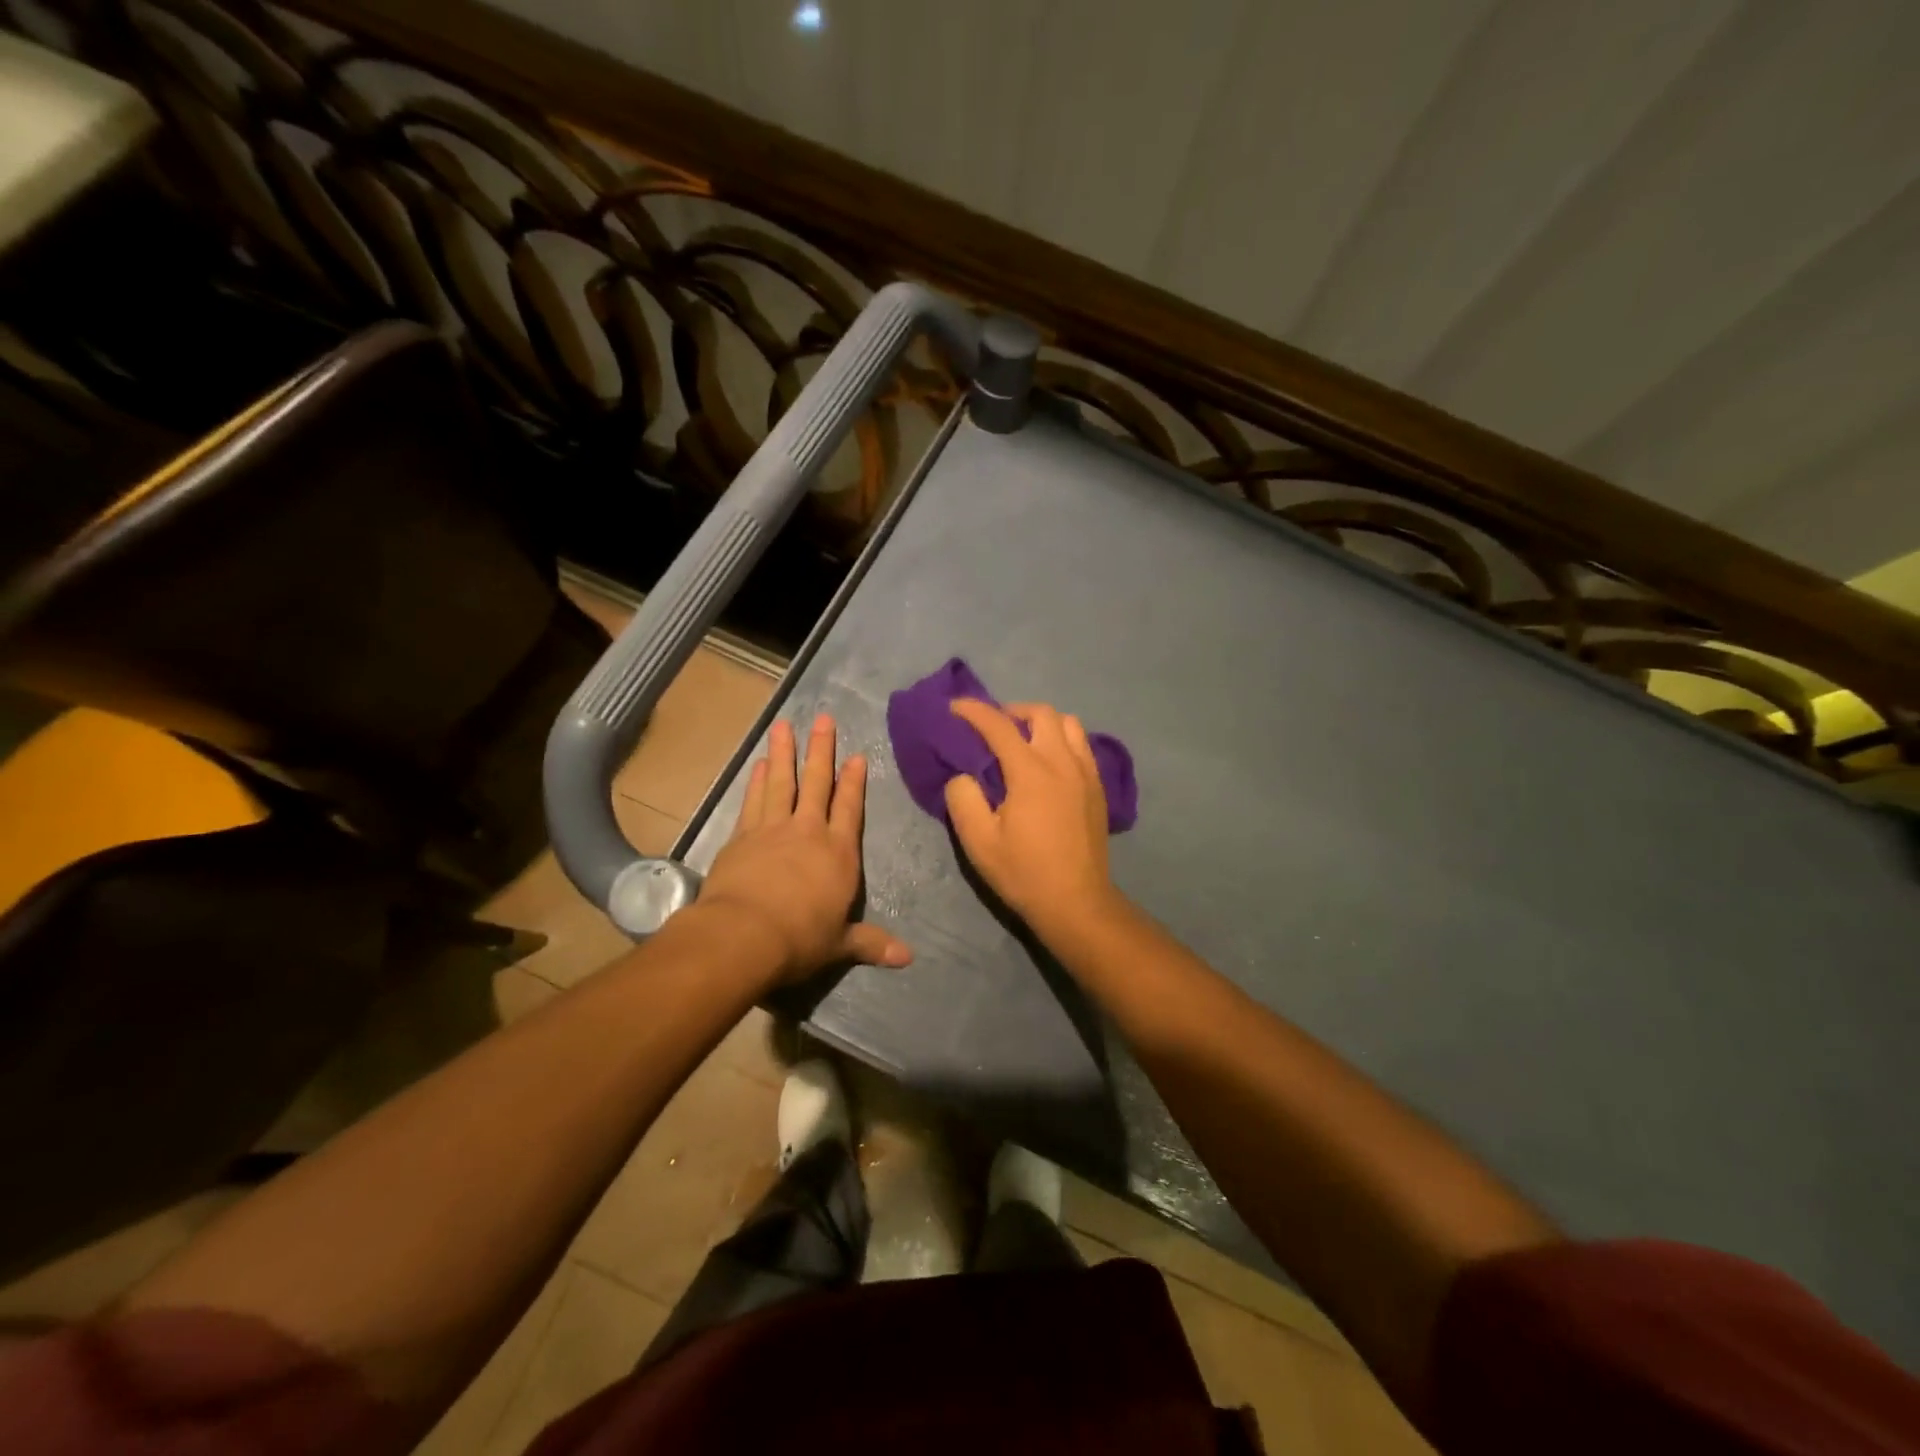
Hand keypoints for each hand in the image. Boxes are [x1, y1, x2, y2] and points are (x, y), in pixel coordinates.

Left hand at [698, 714, 912, 985]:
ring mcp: (773, 830)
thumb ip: (871, 944)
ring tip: (784, 726)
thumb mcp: (840, 944)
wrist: (745, 935)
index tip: (856, 756)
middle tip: (822, 718)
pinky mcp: (742, 836)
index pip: (850, 808)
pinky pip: (754, 800)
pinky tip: (760, 764)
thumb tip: (908, 958)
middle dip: (821, 751)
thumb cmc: (800, 939)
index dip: (854, 782)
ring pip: (782, 783)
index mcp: (839, 853)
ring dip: (784, 753)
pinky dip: (758, 781)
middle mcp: (808, 832)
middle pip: (816, 783)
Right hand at [943, 700, 1120, 934]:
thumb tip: (963, 775)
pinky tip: (1050, 763)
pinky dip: (1063, 740)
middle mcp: (1062, 762)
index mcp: (1030, 772)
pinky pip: (1083, 746)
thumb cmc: (1023, 872)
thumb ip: (963, 798)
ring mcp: (1086, 773)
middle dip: (1012, 711)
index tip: (954, 706)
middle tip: (993, 727)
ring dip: (1042, 723)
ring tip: (1024, 740)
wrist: (1076, 902)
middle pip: (1041, 713)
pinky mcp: (1098, 788)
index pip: (998, 725)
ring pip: (1069, 724)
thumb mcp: (978, 841)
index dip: (973, 711)